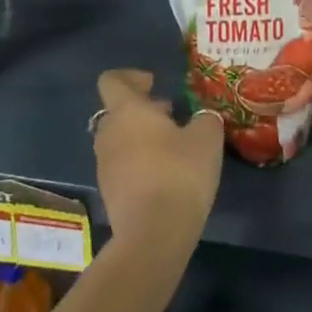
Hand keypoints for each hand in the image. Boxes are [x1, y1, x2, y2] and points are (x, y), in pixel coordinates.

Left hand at [93, 69, 222, 241]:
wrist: (153, 234)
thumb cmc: (179, 173)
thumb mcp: (206, 138)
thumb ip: (204, 119)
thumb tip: (202, 117)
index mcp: (126, 111)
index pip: (111, 80)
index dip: (131, 76)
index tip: (154, 83)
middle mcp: (108, 133)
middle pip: (116, 111)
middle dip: (141, 109)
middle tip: (170, 115)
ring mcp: (104, 165)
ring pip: (119, 139)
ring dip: (140, 136)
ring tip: (173, 146)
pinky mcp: (109, 193)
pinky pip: (121, 165)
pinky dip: (139, 162)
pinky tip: (165, 175)